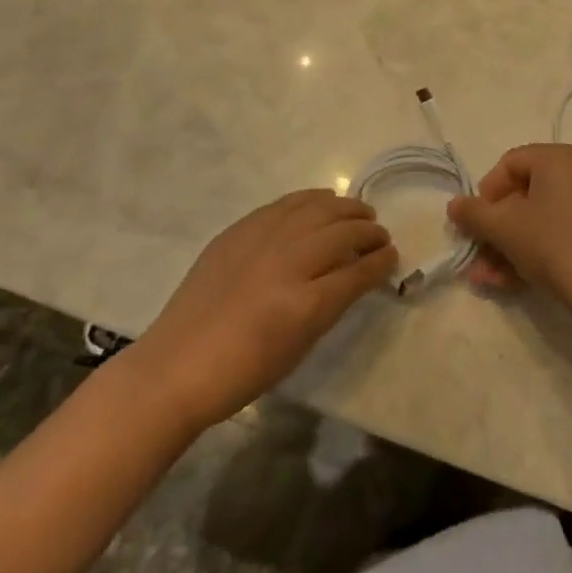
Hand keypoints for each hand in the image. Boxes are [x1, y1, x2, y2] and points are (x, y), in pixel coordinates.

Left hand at [135, 191, 396, 429]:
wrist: (178, 365)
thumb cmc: (243, 372)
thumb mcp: (299, 346)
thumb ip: (330, 305)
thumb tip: (354, 275)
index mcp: (306, 304)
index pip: (358, 272)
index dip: (380, 262)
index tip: (393, 256)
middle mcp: (288, 262)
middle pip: (341, 233)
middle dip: (368, 232)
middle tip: (381, 235)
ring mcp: (262, 240)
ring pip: (317, 209)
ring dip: (345, 209)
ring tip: (360, 213)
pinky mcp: (240, 230)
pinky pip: (286, 204)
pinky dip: (311, 200)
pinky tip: (323, 201)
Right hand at [447, 144, 571, 318]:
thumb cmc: (552, 244)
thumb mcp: (504, 227)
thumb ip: (473, 213)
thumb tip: (454, 205)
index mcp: (559, 158)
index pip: (510, 163)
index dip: (486, 192)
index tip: (475, 222)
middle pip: (525, 194)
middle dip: (495, 229)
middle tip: (477, 256)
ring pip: (541, 219)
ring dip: (510, 247)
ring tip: (489, 279)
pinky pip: (562, 232)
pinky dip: (537, 251)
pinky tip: (514, 283)